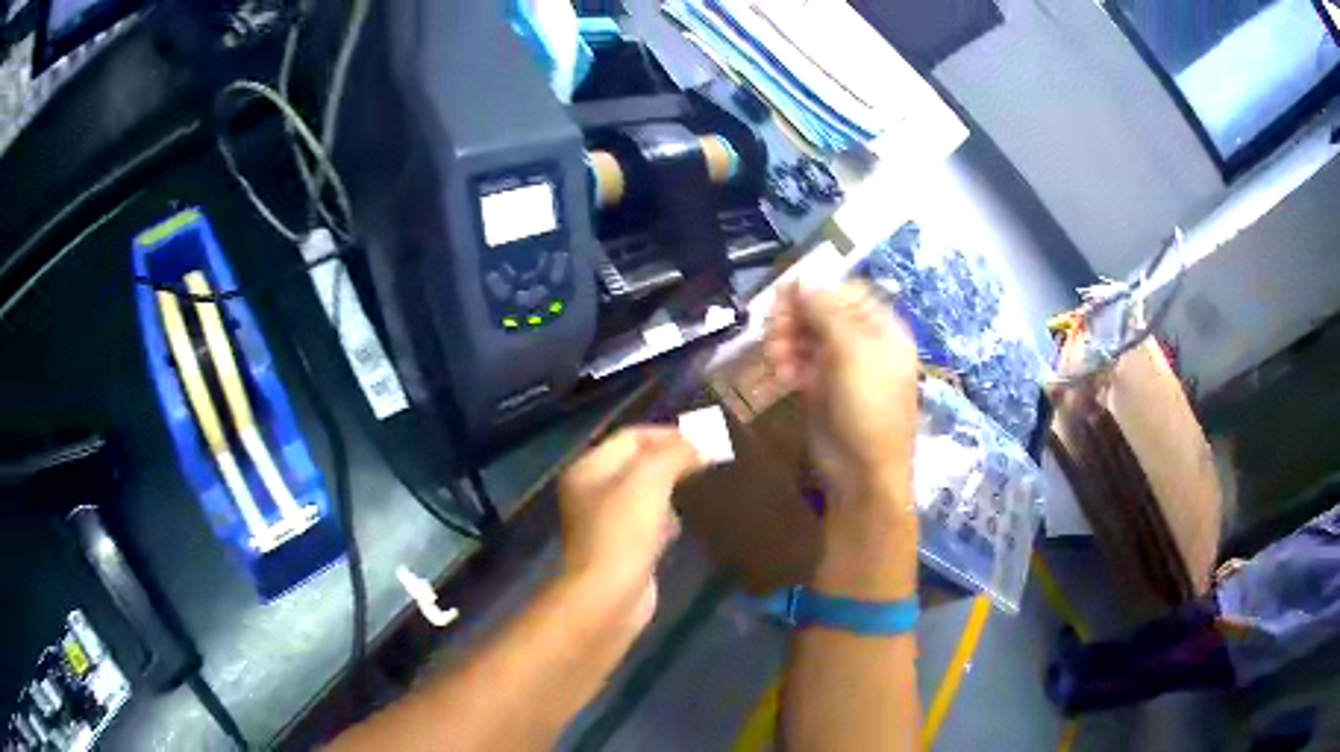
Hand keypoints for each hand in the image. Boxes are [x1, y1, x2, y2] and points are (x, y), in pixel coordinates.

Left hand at [557, 427, 702, 628]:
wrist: (609, 595)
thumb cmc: (624, 531)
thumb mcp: (651, 479)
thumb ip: (676, 453)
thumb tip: (702, 441)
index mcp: (589, 468)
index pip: (631, 437)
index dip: (667, 434)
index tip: (704, 441)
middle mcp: (591, 491)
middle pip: (636, 464)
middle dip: (671, 461)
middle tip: (706, 462)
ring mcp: (604, 523)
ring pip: (643, 494)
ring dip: (670, 490)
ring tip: (699, 489)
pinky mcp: (620, 550)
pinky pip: (646, 523)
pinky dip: (665, 520)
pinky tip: (680, 527)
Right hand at [764, 281, 919, 597]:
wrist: (862, 473)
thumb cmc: (868, 407)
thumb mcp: (851, 351)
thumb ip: (826, 310)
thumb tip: (803, 277)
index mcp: (884, 329)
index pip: (847, 292)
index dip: (817, 291)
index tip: (786, 296)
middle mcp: (865, 344)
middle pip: (824, 313)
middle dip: (797, 318)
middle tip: (773, 329)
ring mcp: (843, 368)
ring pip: (808, 338)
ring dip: (788, 341)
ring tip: (775, 357)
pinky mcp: (823, 390)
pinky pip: (802, 364)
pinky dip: (789, 364)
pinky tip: (781, 376)